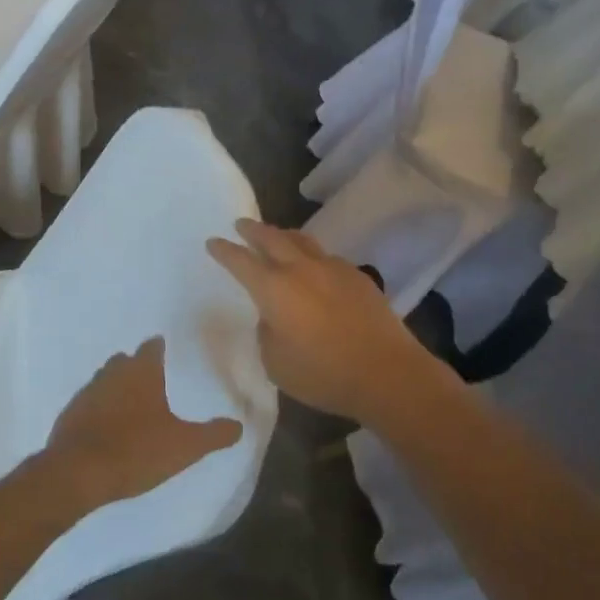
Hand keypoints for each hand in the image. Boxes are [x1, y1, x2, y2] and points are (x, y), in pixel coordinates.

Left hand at [40, 339, 242, 510]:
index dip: (160, 348)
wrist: (77, 473)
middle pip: (125, 361)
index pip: (152, 347)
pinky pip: (89, 404)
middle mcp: (112, 373)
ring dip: (117, 387)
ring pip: (105, 380)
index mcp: (141, 371)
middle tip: (153, 381)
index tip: (167, 351)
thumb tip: (238, 426)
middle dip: (137, 367)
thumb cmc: (136, 451)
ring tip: (131, 405)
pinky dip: (99, 409)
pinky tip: (107, 427)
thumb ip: (213, 435)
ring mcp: (87, 392)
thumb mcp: (184, 446)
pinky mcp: (69, 414)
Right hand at [206, 220, 445, 423]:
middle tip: (241, 224)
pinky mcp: (357, 276)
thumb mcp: (276, 363)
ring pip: (302, 241)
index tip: (213, 242)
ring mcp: (332, 268)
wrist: (386, 372)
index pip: (241, 261)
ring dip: (284, 235)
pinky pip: (326, 257)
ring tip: (277, 236)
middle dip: (253, 230)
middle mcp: (300, 270)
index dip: (224, 251)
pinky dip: (312, 255)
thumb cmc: (323, 374)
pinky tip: (315, 267)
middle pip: (272, 238)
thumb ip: (267, 333)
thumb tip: (273, 317)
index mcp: (274, 289)